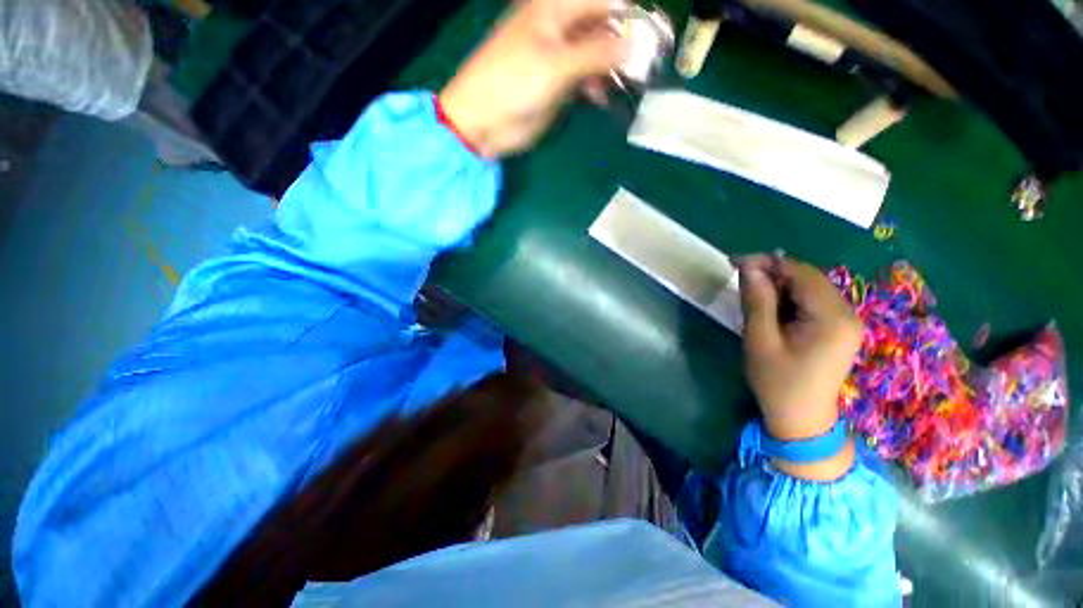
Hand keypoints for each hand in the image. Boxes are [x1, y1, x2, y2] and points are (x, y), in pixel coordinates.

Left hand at [438, 0, 628, 158]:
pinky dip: (595, 86)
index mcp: (555, 9)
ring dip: (611, 68)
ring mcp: (558, 57)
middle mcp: (559, 28)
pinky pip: (583, 79)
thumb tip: (636, 44)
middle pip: (601, 27)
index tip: (650, 39)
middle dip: (623, 45)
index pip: (603, 2)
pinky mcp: (556, 84)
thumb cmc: (512, 84)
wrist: (482, 121)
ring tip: (626, 85)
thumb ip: (597, 53)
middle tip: (643, 67)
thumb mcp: (556, 65)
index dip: (629, 17)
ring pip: (595, 55)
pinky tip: (602, 98)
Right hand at [739, 255, 862, 479]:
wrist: (801, 419)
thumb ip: (757, 299)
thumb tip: (749, 266)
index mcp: (832, 317)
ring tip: (752, 294)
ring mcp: (847, 322)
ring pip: (810, 288)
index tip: (735, 262)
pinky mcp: (839, 329)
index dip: (767, 262)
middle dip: (773, 273)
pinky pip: (813, 301)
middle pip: (808, 278)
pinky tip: (771, 308)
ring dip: (780, 285)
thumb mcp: (759, 338)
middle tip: (740, 278)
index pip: (801, 273)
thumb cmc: (776, 381)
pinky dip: (790, 298)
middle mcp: (847, 314)